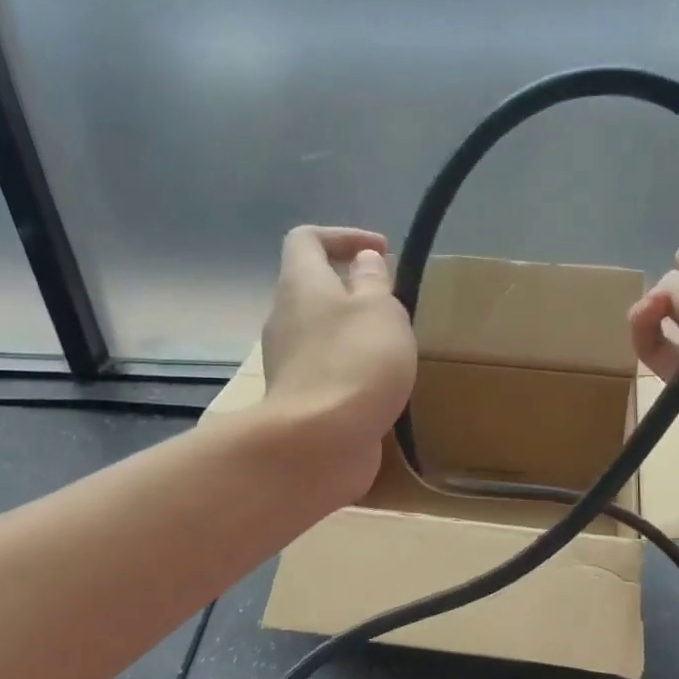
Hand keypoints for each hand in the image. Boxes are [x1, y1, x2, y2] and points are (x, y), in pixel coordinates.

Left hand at [259, 225, 416, 499]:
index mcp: (300, 284)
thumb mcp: (379, 309)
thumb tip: (362, 262)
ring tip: (393, 346)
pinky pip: (325, 370)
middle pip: (312, 288)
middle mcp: (285, 317)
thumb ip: (373, 281)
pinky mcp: (299, 399)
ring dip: (353, 332)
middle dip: (353, 289)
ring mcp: (288, 362)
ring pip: (320, 332)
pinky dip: (351, 368)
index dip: (342, 236)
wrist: (319, 442)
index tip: (381, 252)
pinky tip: (380, 384)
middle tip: (392, 305)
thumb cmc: (355, 362)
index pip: (306, 238)